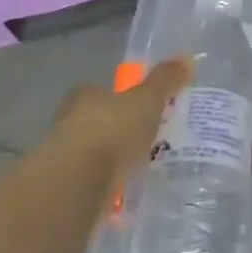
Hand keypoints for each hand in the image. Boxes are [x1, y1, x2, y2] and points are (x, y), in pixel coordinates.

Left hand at [48, 58, 191, 187]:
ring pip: (94, 153)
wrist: (76, 183)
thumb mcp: (147, 101)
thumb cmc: (111, 131)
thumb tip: (187, 58)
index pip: (101, 91)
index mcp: (85, 96)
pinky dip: (108, 186)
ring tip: (141, 169)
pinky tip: (127, 194)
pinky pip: (93, 183)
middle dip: (119, 131)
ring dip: (112, 160)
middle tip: (147, 140)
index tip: (141, 109)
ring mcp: (64, 156)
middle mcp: (68, 121)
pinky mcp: (67, 187)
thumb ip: (165, 81)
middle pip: (97, 122)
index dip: (121, 98)